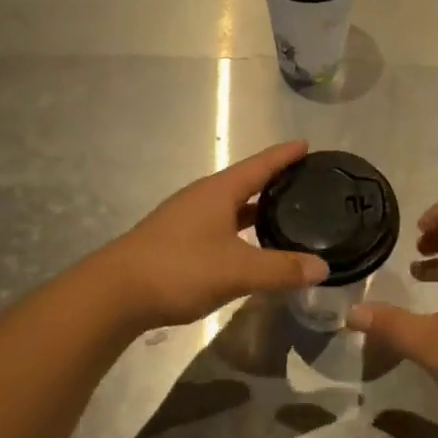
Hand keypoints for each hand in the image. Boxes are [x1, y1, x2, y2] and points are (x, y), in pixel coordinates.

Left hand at [104, 140, 329, 330]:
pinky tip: (250, 245)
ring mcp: (187, 217)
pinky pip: (220, 224)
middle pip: (246, 181)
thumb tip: (323, 267)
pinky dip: (241, 228)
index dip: (285, 155)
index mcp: (219, 191)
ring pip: (232, 205)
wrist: (115, 293)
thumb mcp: (237, 271)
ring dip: (257, 206)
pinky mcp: (178, 239)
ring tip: (286, 212)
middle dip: (275, 180)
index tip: (308, 145)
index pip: (261, 165)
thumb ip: (281, 269)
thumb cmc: (179, 269)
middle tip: (306, 182)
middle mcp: (204, 197)